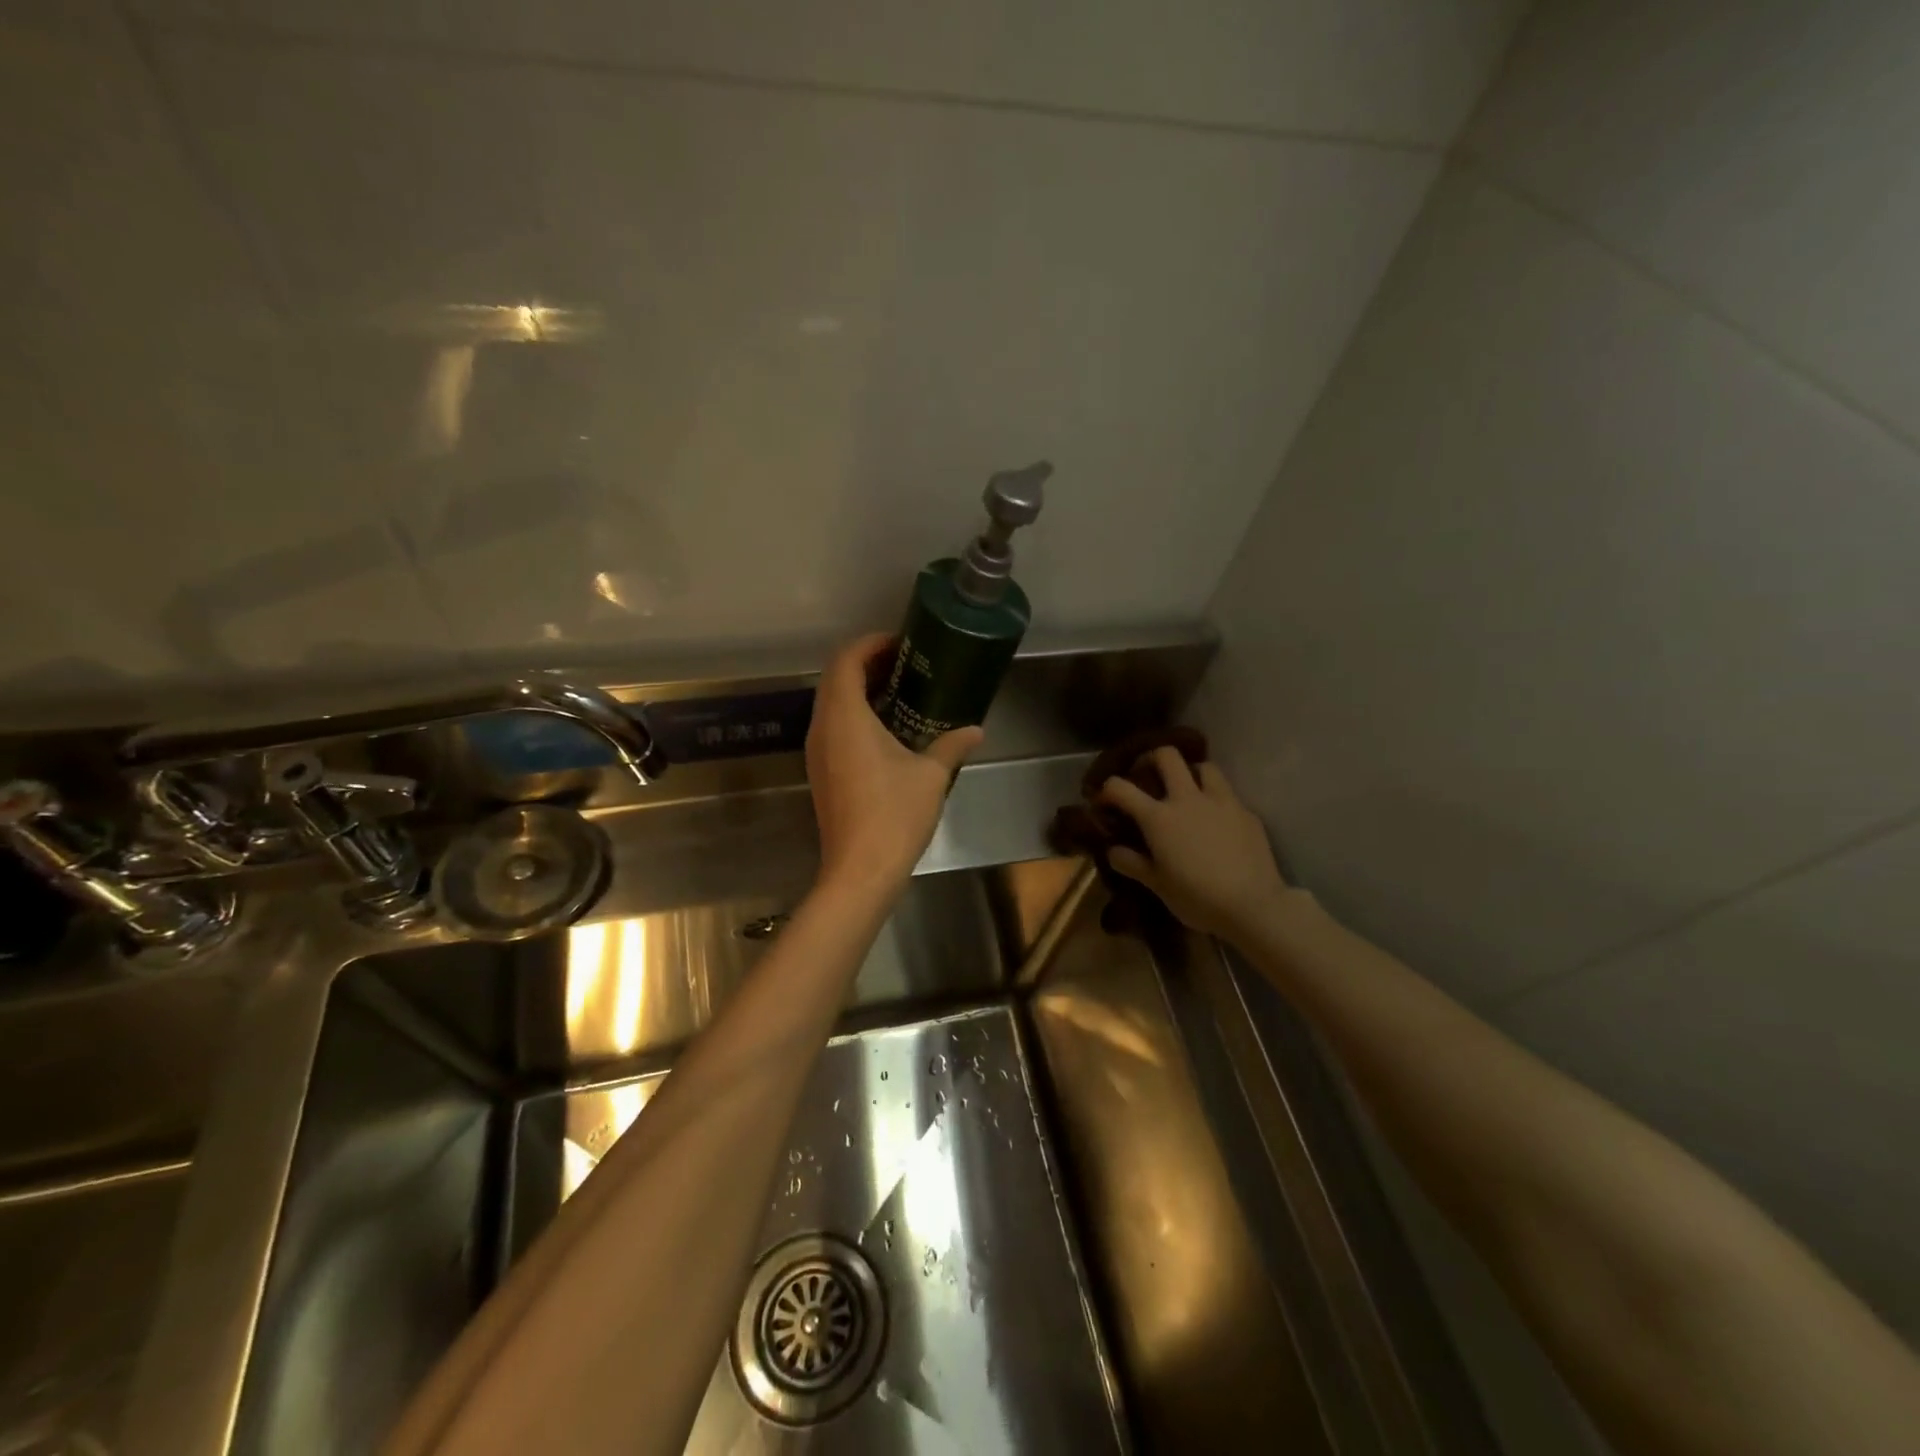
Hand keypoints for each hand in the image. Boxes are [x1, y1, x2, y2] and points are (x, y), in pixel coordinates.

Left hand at [806, 634, 983, 894]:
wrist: (860, 870)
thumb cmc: (894, 814)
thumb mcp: (931, 774)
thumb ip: (952, 745)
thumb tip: (976, 729)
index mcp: (844, 717)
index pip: (846, 661)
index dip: (870, 644)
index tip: (900, 643)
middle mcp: (822, 728)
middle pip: (834, 679)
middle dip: (866, 664)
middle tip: (904, 664)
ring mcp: (817, 752)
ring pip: (830, 704)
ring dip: (859, 690)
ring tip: (898, 691)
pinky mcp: (820, 772)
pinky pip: (832, 727)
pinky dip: (854, 715)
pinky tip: (886, 729)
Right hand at [1098, 750, 1291, 938]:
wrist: (1253, 906)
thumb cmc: (1197, 898)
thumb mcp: (1157, 886)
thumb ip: (1132, 863)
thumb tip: (1113, 850)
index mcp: (1159, 818)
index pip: (1121, 788)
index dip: (1107, 788)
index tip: (1105, 798)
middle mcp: (1187, 799)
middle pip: (1167, 756)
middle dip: (1153, 758)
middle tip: (1149, 775)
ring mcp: (1221, 802)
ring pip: (1204, 766)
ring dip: (1192, 773)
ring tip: (1189, 791)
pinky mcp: (1246, 812)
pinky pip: (1228, 794)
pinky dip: (1217, 800)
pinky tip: (1218, 821)